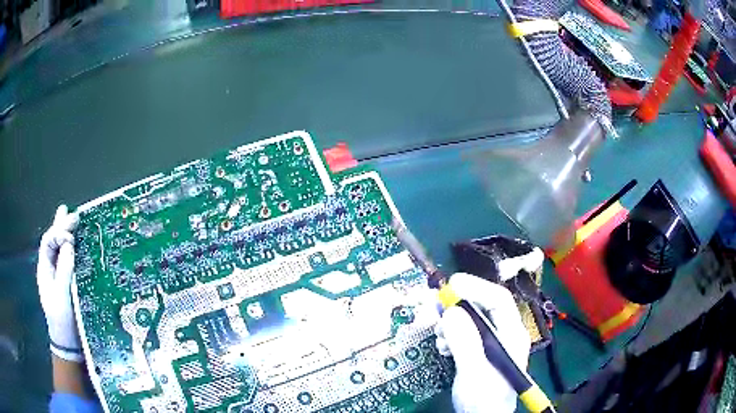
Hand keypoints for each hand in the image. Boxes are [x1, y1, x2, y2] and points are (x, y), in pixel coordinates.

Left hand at [37, 205, 82, 361]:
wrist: (69, 345)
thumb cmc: (62, 320)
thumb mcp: (62, 296)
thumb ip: (63, 270)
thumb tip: (69, 244)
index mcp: (45, 269)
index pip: (48, 242)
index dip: (58, 231)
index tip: (71, 230)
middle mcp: (50, 269)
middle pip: (53, 242)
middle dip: (61, 227)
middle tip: (72, 214)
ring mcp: (59, 277)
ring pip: (61, 251)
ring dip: (67, 236)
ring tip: (74, 221)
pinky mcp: (69, 284)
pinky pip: (69, 262)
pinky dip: (74, 251)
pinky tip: (80, 245)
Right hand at [435, 273, 530, 412]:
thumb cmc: (483, 397)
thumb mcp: (473, 370)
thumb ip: (465, 341)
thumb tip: (451, 311)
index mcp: (511, 334)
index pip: (498, 300)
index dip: (476, 287)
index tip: (450, 285)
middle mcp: (504, 334)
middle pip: (483, 308)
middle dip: (458, 306)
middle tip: (435, 308)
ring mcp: (493, 344)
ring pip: (471, 321)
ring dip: (452, 322)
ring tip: (438, 334)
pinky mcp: (480, 353)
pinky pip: (465, 335)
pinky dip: (451, 336)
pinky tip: (443, 347)